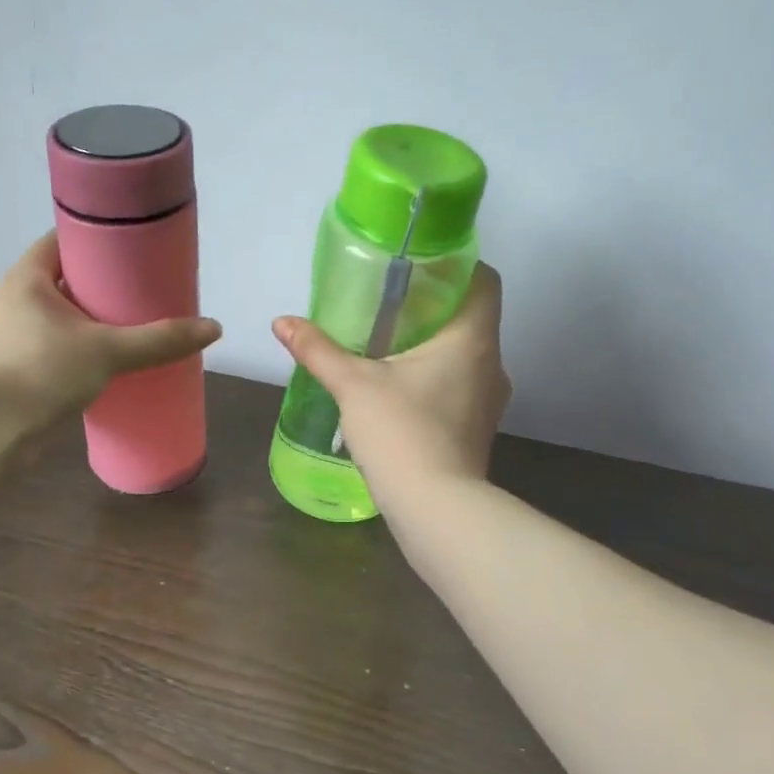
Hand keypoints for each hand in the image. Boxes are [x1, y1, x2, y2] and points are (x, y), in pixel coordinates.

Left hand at [0, 233, 221, 434]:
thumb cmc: (41, 371)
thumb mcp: (107, 350)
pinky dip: (84, 348)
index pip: (64, 240)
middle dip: (104, 283)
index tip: (135, 246)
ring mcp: (14, 336)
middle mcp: (16, 300)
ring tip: (136, 323)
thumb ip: (158, 340)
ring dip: (94, 319)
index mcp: (28, 278)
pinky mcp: (20, 369)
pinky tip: (112, 361)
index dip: (99, 238)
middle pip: (67, 278)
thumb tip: (213, 328)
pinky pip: (59, 346)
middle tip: (146, 287)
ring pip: (63, 316)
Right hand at [271, 263, 509, 507]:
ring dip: (433, 345)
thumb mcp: (353, 385)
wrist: (436, 509)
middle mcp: (491, 363)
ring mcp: (490, 399)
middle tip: (388, 302)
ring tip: (388, 344)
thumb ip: (318, 350)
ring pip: (465, 354)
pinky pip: (460, 386)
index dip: (455, 265)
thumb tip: (282, 322)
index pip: (483, 279)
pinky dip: (435, 377)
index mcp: (471, 338)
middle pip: (470, 316)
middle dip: (431, 306)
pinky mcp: (477, 427)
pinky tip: (399, 388)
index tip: (417, 267)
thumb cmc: (401, 432)